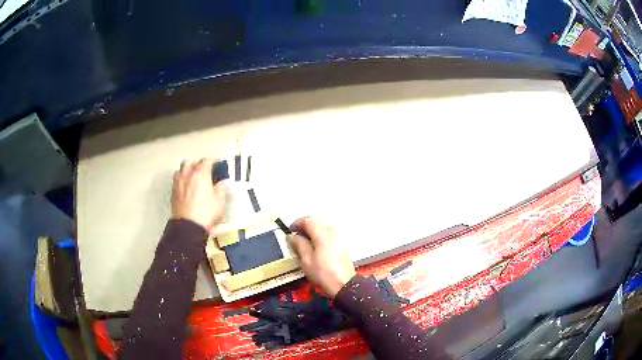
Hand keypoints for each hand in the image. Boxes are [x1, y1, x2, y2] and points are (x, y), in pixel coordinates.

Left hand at [172, 158, 226, 231]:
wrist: (188, 226)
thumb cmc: (205, 213)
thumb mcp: (219, 201)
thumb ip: (221, 189)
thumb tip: (222, 184)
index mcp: (201, 173)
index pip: (207, 160)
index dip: (214, 160)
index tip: (217, 163)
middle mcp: (188, 174)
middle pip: (192, 161)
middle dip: (199, 163)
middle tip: (205, 169)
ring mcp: (179, 182)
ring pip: (182, 168)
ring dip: (188, 169)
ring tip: (193, 175)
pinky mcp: (173, 191)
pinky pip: (177, 179)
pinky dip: (182, 178)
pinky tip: (186, 185)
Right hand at [288, 217, 355, 296]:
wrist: (343, 284)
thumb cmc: (322, 272)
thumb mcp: (306, 260)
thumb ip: (298, 244)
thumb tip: (291, 236)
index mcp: (322, 233)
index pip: (307, 220)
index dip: (296, 223)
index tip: (289, 231)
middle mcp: (332, 230)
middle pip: (316, 222)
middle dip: (304, 227)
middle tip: (295, 237)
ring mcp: (340, 236)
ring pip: (323, 228)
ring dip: (313, 232)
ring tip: (305, 243)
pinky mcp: (343, 243)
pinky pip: (329, 234)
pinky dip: (321, 236)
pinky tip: (316, 247)